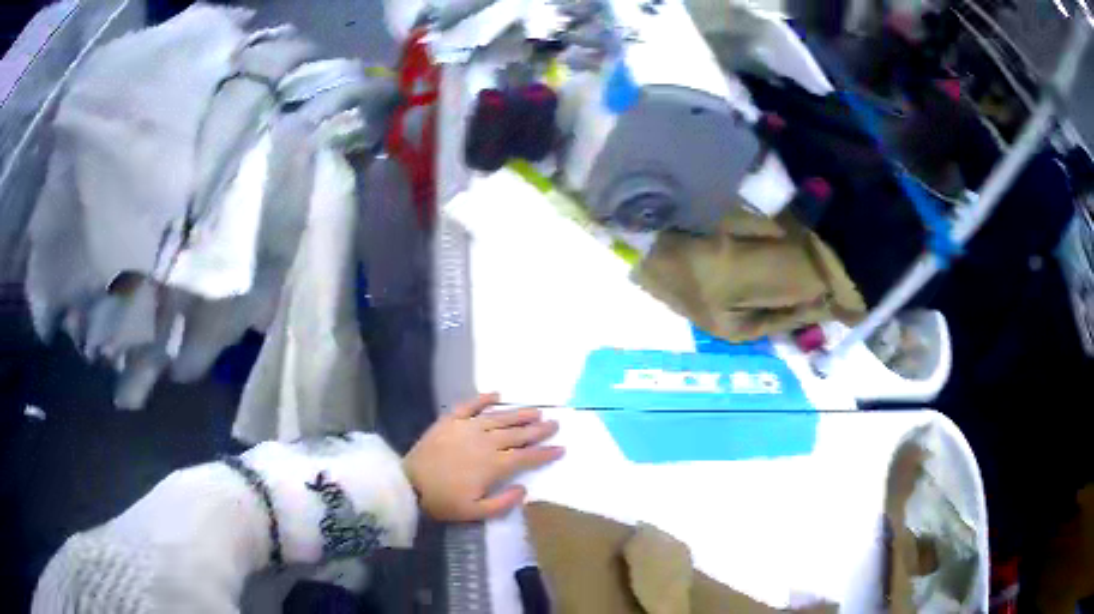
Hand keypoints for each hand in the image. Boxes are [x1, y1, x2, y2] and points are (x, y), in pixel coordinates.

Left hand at [404, 393, 563, 521]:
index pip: (526, 456)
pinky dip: (483, 399)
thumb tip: (524, 489)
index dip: (545, 452)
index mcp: (493, 465)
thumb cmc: (443, 502)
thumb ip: (503, 503)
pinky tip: (496, 394)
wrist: (409, 484)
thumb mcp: (476, 512)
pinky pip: (470, 405)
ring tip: (536, 410)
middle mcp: (485, 441)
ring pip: (499, 417)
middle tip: (555, 424)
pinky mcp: (449, 420)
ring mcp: (467, 427)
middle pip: (517, 433)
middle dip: (538, 429)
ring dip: (519, 413)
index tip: (561, 448)